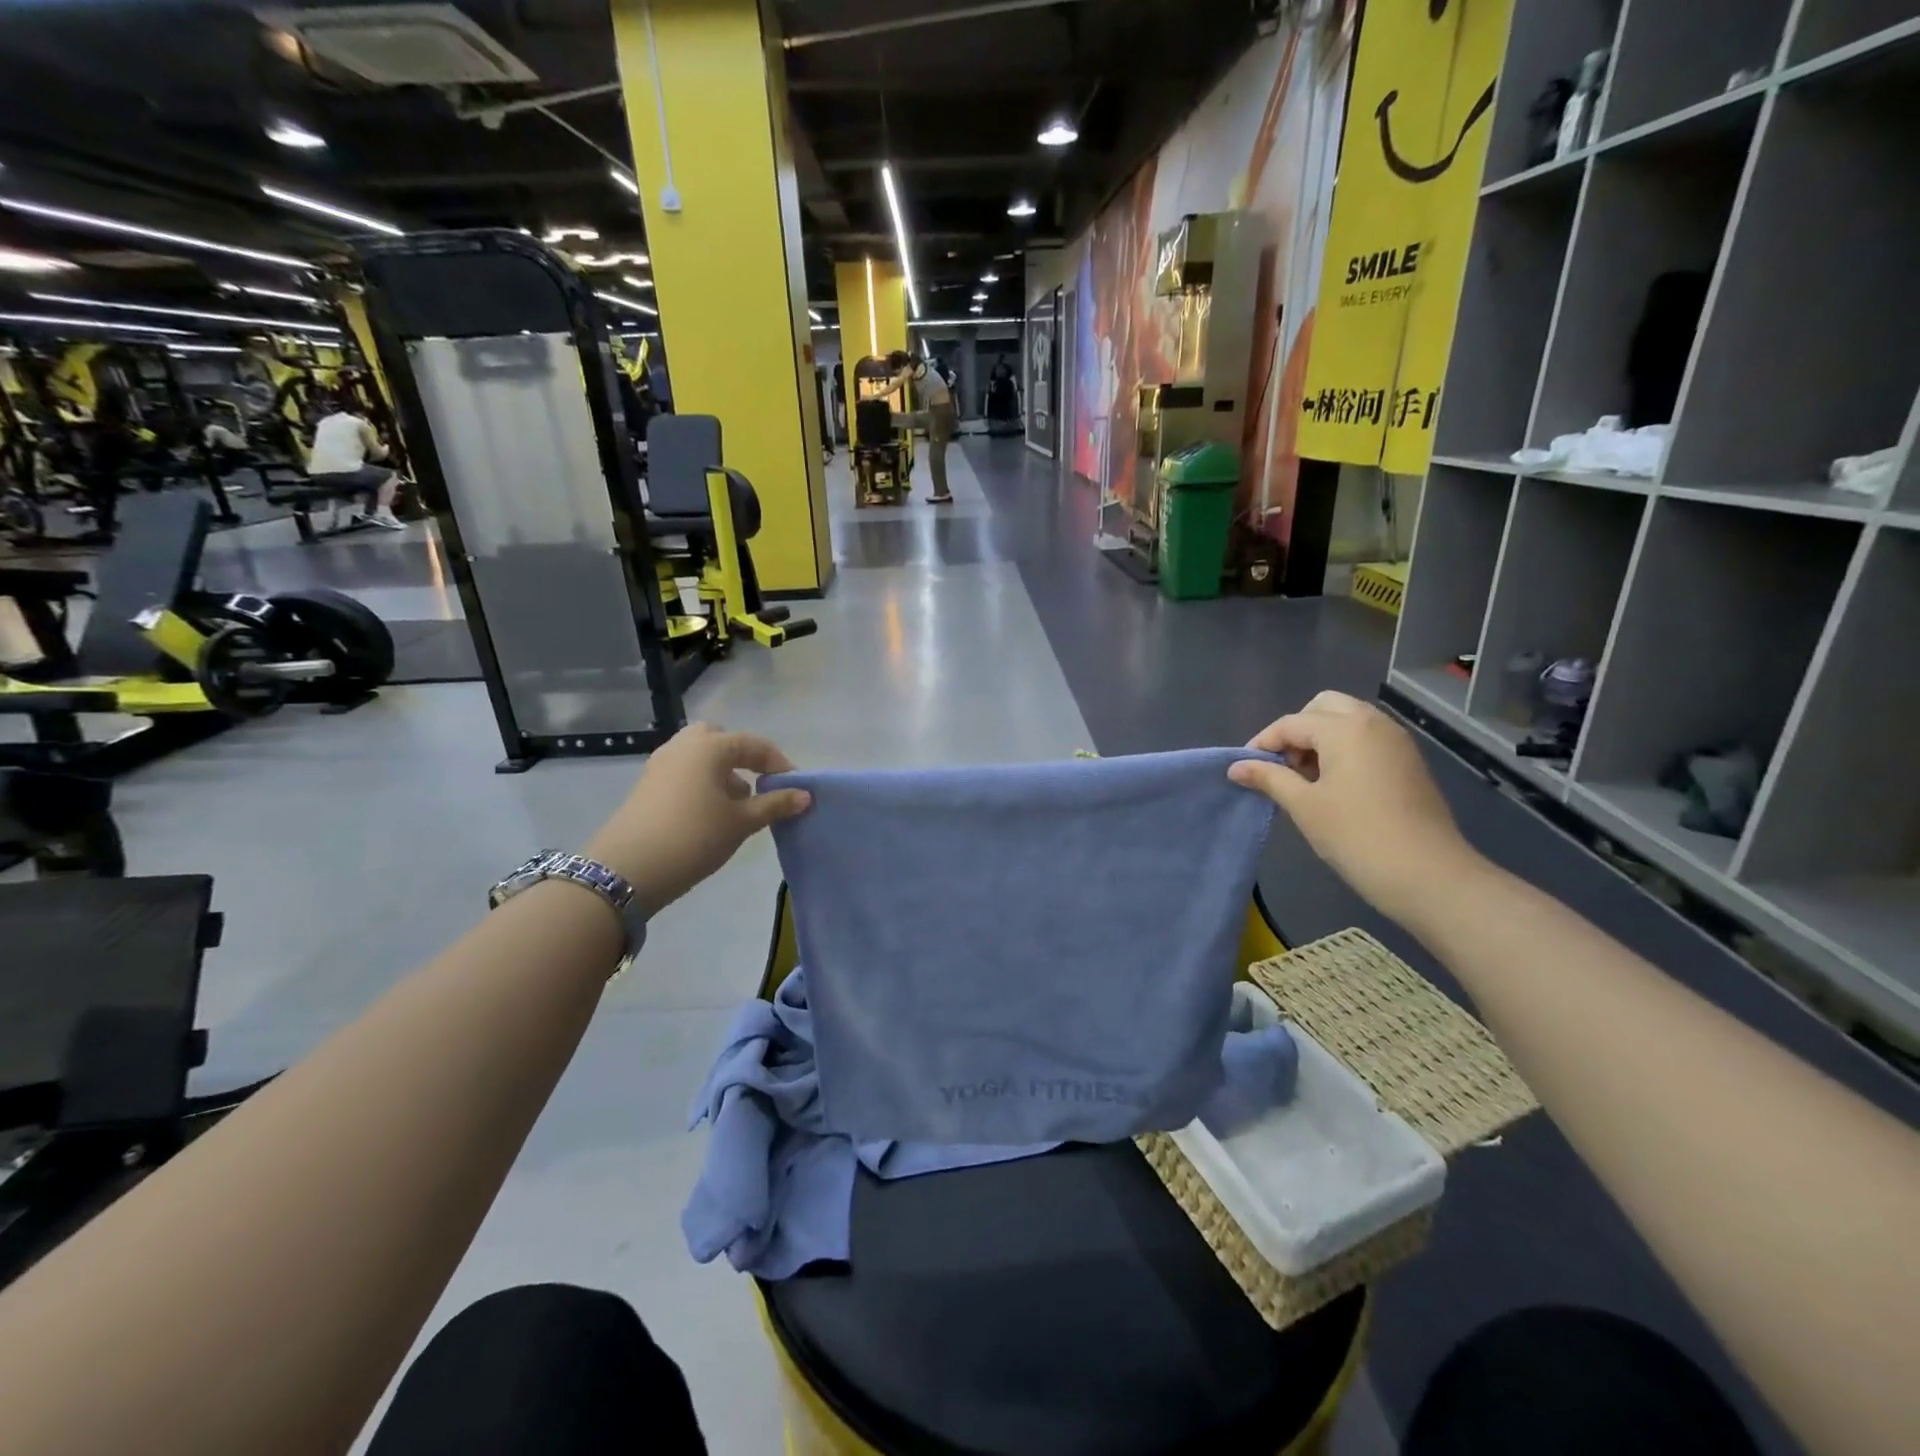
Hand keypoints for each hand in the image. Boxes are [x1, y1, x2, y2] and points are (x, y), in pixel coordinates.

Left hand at [586, 723, 809, 913]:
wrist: (627, 870)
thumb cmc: (694, 836)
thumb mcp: (742, 822)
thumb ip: (775, 805)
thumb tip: (805, 795)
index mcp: (709, 746)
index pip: (754, 744)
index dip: (779, 763)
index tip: (795, 788)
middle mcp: (683, 746)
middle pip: (720, 739)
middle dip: (742, 757)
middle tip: (758, 783)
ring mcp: (660, 765)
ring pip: (699, 756)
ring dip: (722, 772)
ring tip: (736, 805)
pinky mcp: (647, 786)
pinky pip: (683, 772)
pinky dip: (702, 783)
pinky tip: (710, 814)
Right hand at [1228, 692, 1481, 924]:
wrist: (1428, 875)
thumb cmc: (1356, 836)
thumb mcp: (1304, 806)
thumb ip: (1269, 778)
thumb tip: (1236, 767)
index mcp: (1345, 728)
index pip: (1291, 723)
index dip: (1263, 743)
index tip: (1245, 769)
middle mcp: (1373, 723)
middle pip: (1324, 707)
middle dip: (1297, 729)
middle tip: (1283, 766)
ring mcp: (1396, 741)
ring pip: (1349, 720)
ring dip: (1321, 738)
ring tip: (1305, 778)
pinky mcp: (1409, 762)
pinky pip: (1367, 738)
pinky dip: (1344, 748)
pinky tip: (1334, 785)